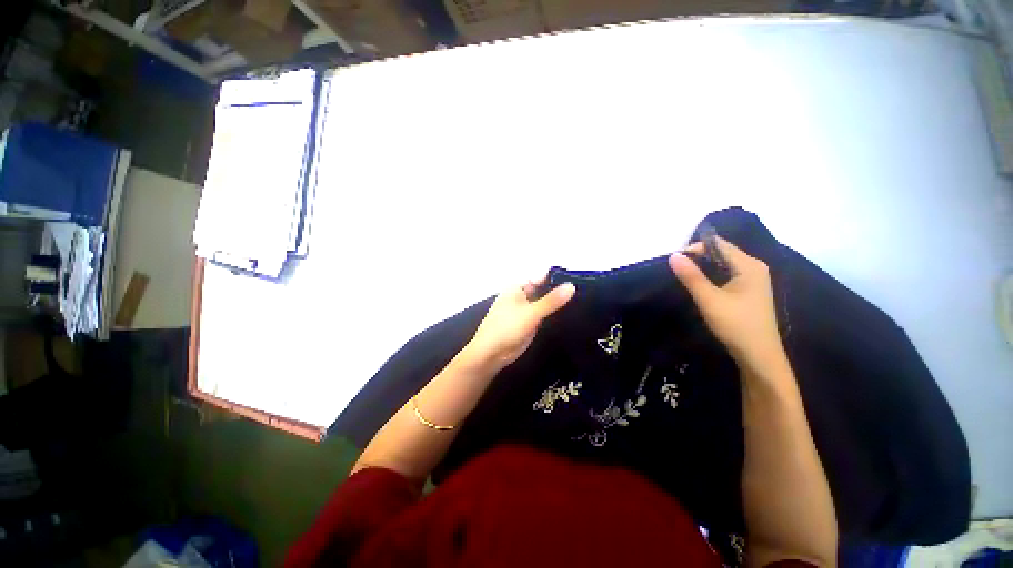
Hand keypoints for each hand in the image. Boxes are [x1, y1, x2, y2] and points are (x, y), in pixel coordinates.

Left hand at [463, 275, 575, 371]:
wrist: (491, 354)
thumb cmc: (506, 328)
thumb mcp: (531, 312)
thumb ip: (551, 300)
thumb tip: (572, 286)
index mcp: (518, 287)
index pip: (541, 276)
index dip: (558, 277)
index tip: (579, 280)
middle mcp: (522, 296)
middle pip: (544, 289)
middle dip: (559, 290)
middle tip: (584, 292)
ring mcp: (525, 310)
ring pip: (545, 302)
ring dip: (557, 303)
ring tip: (582, 302)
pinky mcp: (529, 323)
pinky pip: (543, 315)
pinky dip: (553, 314)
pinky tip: (570, 315)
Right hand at [668, 237, 783, 368]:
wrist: (759, 355)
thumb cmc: (735, 325)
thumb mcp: (709, 300)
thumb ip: (691, 276)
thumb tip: (673, 255)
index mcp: (749, 265)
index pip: (718, 244)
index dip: (695, 248)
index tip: (675, 261)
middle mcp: (754, 267)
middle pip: (722, 252)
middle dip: (698, 257)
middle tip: (677, 269)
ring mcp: (754, 279)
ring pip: (723, 264)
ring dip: (703, 267)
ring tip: (685, 276)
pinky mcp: (749, 290)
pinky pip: (727, 274)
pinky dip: (712, 275)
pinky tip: (701, 285)